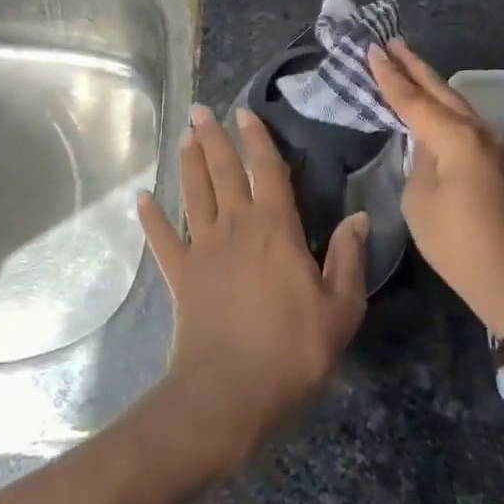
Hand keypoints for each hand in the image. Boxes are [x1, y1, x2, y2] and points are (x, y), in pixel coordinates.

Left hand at [136, 105, 369, 477]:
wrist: (229, 394)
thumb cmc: (292, 350)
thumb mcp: (340, 309)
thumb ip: (349, 258)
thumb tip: (360, 216)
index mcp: (275, 227)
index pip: (267, 169)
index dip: (257, 138)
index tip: (246, 112)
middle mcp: (236, 225)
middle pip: (222, 170)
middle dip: (213, 137)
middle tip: (201, 109)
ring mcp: (203, 248)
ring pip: (194, 193)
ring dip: (189, 162)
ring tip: (185, 136)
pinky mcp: (180, 275)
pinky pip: (163, 239)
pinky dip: (152, 218)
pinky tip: (143, 198)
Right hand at [370, 40, 503, 336]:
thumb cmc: (461, 247)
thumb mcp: (421, 204)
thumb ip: (419, 163)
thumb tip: (427, 148)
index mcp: (457, 138)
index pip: (414, 100)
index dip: (390, 76)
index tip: (373, 49)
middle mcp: (481, 132)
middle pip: (442, 91)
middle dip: (415, 66)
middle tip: (392, 44)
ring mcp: (499, 146)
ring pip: (459, 105)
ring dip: (433, 87)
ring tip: (409, 67)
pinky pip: (470, 125)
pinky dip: (448, 111)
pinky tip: (435, 110)